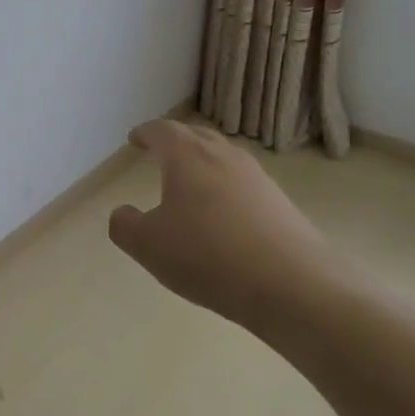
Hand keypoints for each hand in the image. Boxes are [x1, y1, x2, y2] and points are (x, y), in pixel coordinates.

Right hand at [108, 119, 340, 336]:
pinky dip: (226, 189)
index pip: (163, 131)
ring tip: (190, 183)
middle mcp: (224, 157)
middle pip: (197, 136)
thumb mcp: (148, 246)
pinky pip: (243, 184)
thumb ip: (125, 226)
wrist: (291, 284)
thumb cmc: (207, 256)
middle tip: (160, 152)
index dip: (146, 133)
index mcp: (188, 157)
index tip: (135, 138)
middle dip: (176, 142)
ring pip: (223, 158)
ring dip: (203, 164)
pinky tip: (222, 215)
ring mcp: (257, 178)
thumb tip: (123, 213)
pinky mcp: (280, 202)